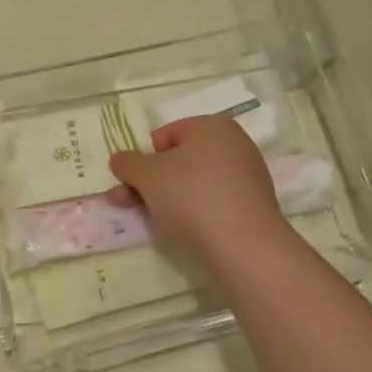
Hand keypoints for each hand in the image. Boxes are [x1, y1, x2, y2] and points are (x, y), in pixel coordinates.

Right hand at [108, 117, 288, 261]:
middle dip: (149, 181)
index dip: (144, 157)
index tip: (132, 181)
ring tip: (147, 219)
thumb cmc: (191, 195)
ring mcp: (247, 177)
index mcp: (213, 126)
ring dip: (166, 197)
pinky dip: (193, 212)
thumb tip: (119, 159)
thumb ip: (127, 163)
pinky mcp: (251, 207)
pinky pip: (213, 202)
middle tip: (125, 202)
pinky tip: (180, 230)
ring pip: (194, 183)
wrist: (243, 245)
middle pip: (179, 160)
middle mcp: (235, 145)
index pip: (166, 135)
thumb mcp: (146, 175)